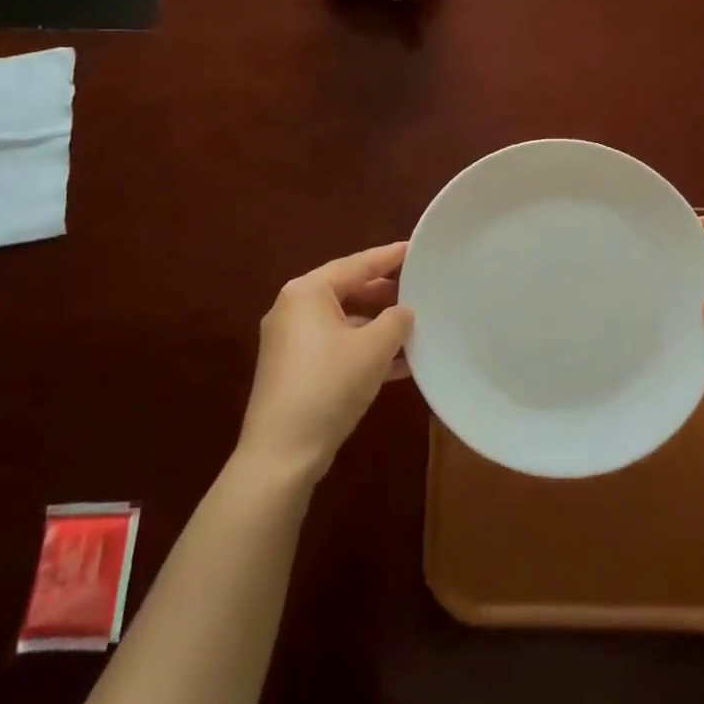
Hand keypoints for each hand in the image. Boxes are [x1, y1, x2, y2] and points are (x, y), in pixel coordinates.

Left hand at [236, 241, 413, 483]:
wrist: (281, 455)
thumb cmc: (329, 386)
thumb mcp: (374, 348)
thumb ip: (396, 320)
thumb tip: (404, 311)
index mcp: (308, 292)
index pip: (358, 263)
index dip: (390, 256)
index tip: (418, 248)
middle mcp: (294, 309)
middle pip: (349, 290)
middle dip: (386, 294)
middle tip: (421, 290)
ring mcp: (291, 342)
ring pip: (345, 321)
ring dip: (378, 326)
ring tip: (416, 328)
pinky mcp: (294, 370)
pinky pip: (336, 346)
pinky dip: (364, 350)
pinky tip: (399, 364)